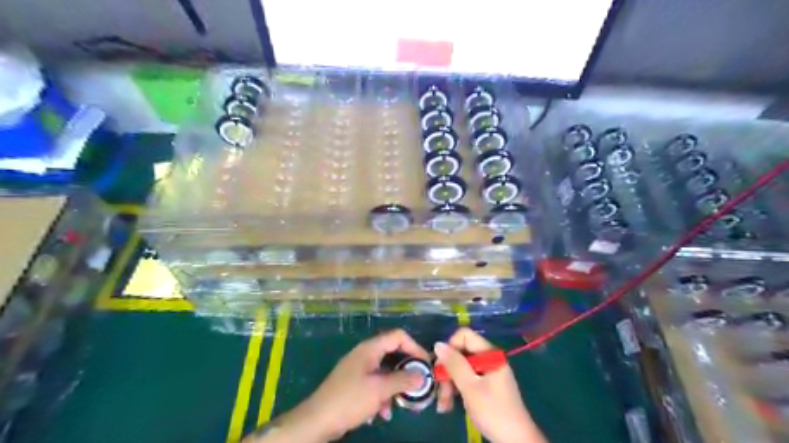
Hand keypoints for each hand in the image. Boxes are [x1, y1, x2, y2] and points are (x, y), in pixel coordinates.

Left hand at [289, 327, 429, 440]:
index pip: (398, 336)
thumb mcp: (380, 390)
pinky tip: (383, 413)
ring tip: (401, 403)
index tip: (426, 364)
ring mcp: (359, 368)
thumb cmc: (350, 399)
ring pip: (385, 371)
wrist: (317, 420)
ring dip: (395, 386)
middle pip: (393, 353)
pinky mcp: (354, 383)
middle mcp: (365, 354)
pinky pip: (375, 383)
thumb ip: (403, 380)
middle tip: (418, 384)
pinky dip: (382, 395)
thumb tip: (423, 376)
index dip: (415, 347)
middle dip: (406, 370)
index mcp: (370, 348)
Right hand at [434, 327, 546, 441]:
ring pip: (461, 368)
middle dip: (447, 371)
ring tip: (443, 405)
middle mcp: (489, 359)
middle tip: (440, 391)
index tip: (442, 365)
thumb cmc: (493, 411)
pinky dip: (456, 390)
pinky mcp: (485, 386)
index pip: (465, 335)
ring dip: (449, 385)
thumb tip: (438, 344)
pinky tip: (448, 406)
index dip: (450, 347)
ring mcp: (487, 373)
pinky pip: (466, 380)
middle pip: (461, 353)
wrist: (515, 441)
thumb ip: (454, 364)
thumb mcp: (470, 387)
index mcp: (490, 354)